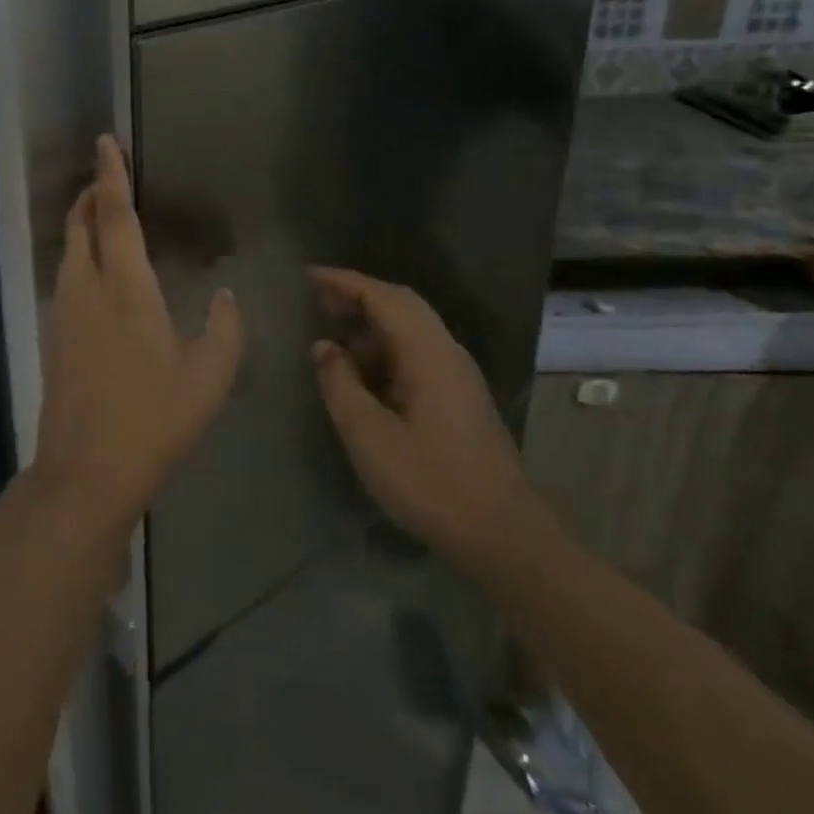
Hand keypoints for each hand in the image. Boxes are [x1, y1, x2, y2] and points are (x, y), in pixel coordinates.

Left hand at [32, 137, 243, 528]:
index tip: (105, 142)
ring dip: (82, 224)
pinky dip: (78, 256)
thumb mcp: (209, 377)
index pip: (115, 217)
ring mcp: (63, 312)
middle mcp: (86, 289)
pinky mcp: (53, 336)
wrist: (86, 470)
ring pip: (68, 251)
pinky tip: (96, 274)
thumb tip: (225, 294)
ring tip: (103, 217)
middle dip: (90, 194)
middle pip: (80, 225)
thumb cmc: (154, 419)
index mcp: (125, 288)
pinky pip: (65, 277)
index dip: (111, 176)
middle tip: (106, 177)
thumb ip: (224, 328)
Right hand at [310, 268, 550, 571]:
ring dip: (371, 324)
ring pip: (410, 329)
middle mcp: (447, 352)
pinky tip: (363, 374)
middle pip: (401, 304)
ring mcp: (457, 375)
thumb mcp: (369, 436)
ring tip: (333, 338)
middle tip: (317, 299)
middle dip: (358, 296)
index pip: (382, 297)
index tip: (307, 275)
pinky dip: (385, 348)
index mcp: (428, 353)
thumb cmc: (431, 483)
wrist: (505, 538)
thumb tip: (323, 347)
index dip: (343, 281)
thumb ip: (339, 384)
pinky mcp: (459, 397)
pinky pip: (417, 353)